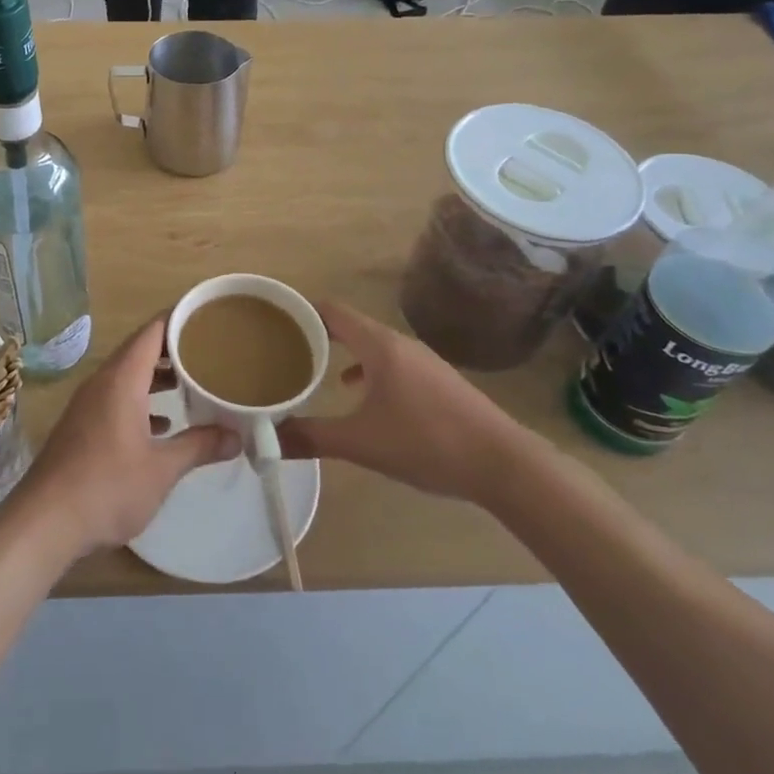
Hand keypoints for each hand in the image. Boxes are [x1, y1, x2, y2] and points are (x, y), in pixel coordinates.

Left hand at [15, 316, 236, 557]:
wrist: (44, 522)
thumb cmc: (107, 487)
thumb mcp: (162, 469)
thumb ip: (200, 446)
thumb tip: (237, 437)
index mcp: (121, 379)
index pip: (152, 332)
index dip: (179, 319)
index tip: (208, 317)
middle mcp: (102, 383)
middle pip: (140, 350)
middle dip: (173, 349)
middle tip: (208, 351)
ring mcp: (87, 405)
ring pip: (127, 376)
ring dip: (156, 377)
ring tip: (190, 384)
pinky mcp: (81, 427)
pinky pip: (116, 398)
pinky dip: (140, 401)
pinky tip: (161, 426)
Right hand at [278, 301, 526, 505]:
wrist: (503, 463)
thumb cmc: (426, 442)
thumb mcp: (361, 443)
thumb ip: (312, 438)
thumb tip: (270, 439)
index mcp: (379, 345)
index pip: (331, 310)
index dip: (301, 312)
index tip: (274, 323)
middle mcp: (400, 343)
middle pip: (350, 325)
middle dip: (317, 335)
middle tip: (285, 350)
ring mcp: (422, 361)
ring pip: (371, 345)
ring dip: (342, 352)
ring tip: (314, 371)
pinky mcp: (437, 380)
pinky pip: (391, 361)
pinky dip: (367, 368)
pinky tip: (359, 393)